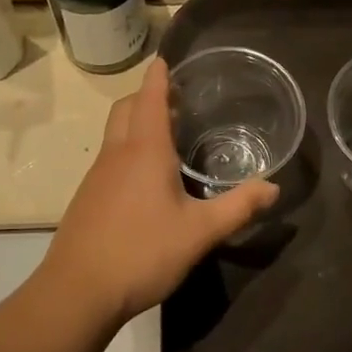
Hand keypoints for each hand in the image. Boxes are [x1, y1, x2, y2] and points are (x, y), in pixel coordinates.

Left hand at [40, 58, 277, 319]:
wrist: (77, 292)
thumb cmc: (142, 252)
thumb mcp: (200, 232)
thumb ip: (238, 207)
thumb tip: (273, 188)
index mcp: (144, 150)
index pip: (150, 98)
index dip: (158, 77)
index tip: (165, 59)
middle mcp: (117, 153)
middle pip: (126, 108)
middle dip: (146, 96)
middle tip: (176, 102)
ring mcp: (97, 175)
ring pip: (114, 133)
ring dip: (135, 122)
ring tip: (166, 137)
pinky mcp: (87, 197)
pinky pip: (109, 158)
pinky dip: (126, 149)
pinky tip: (144, 180)